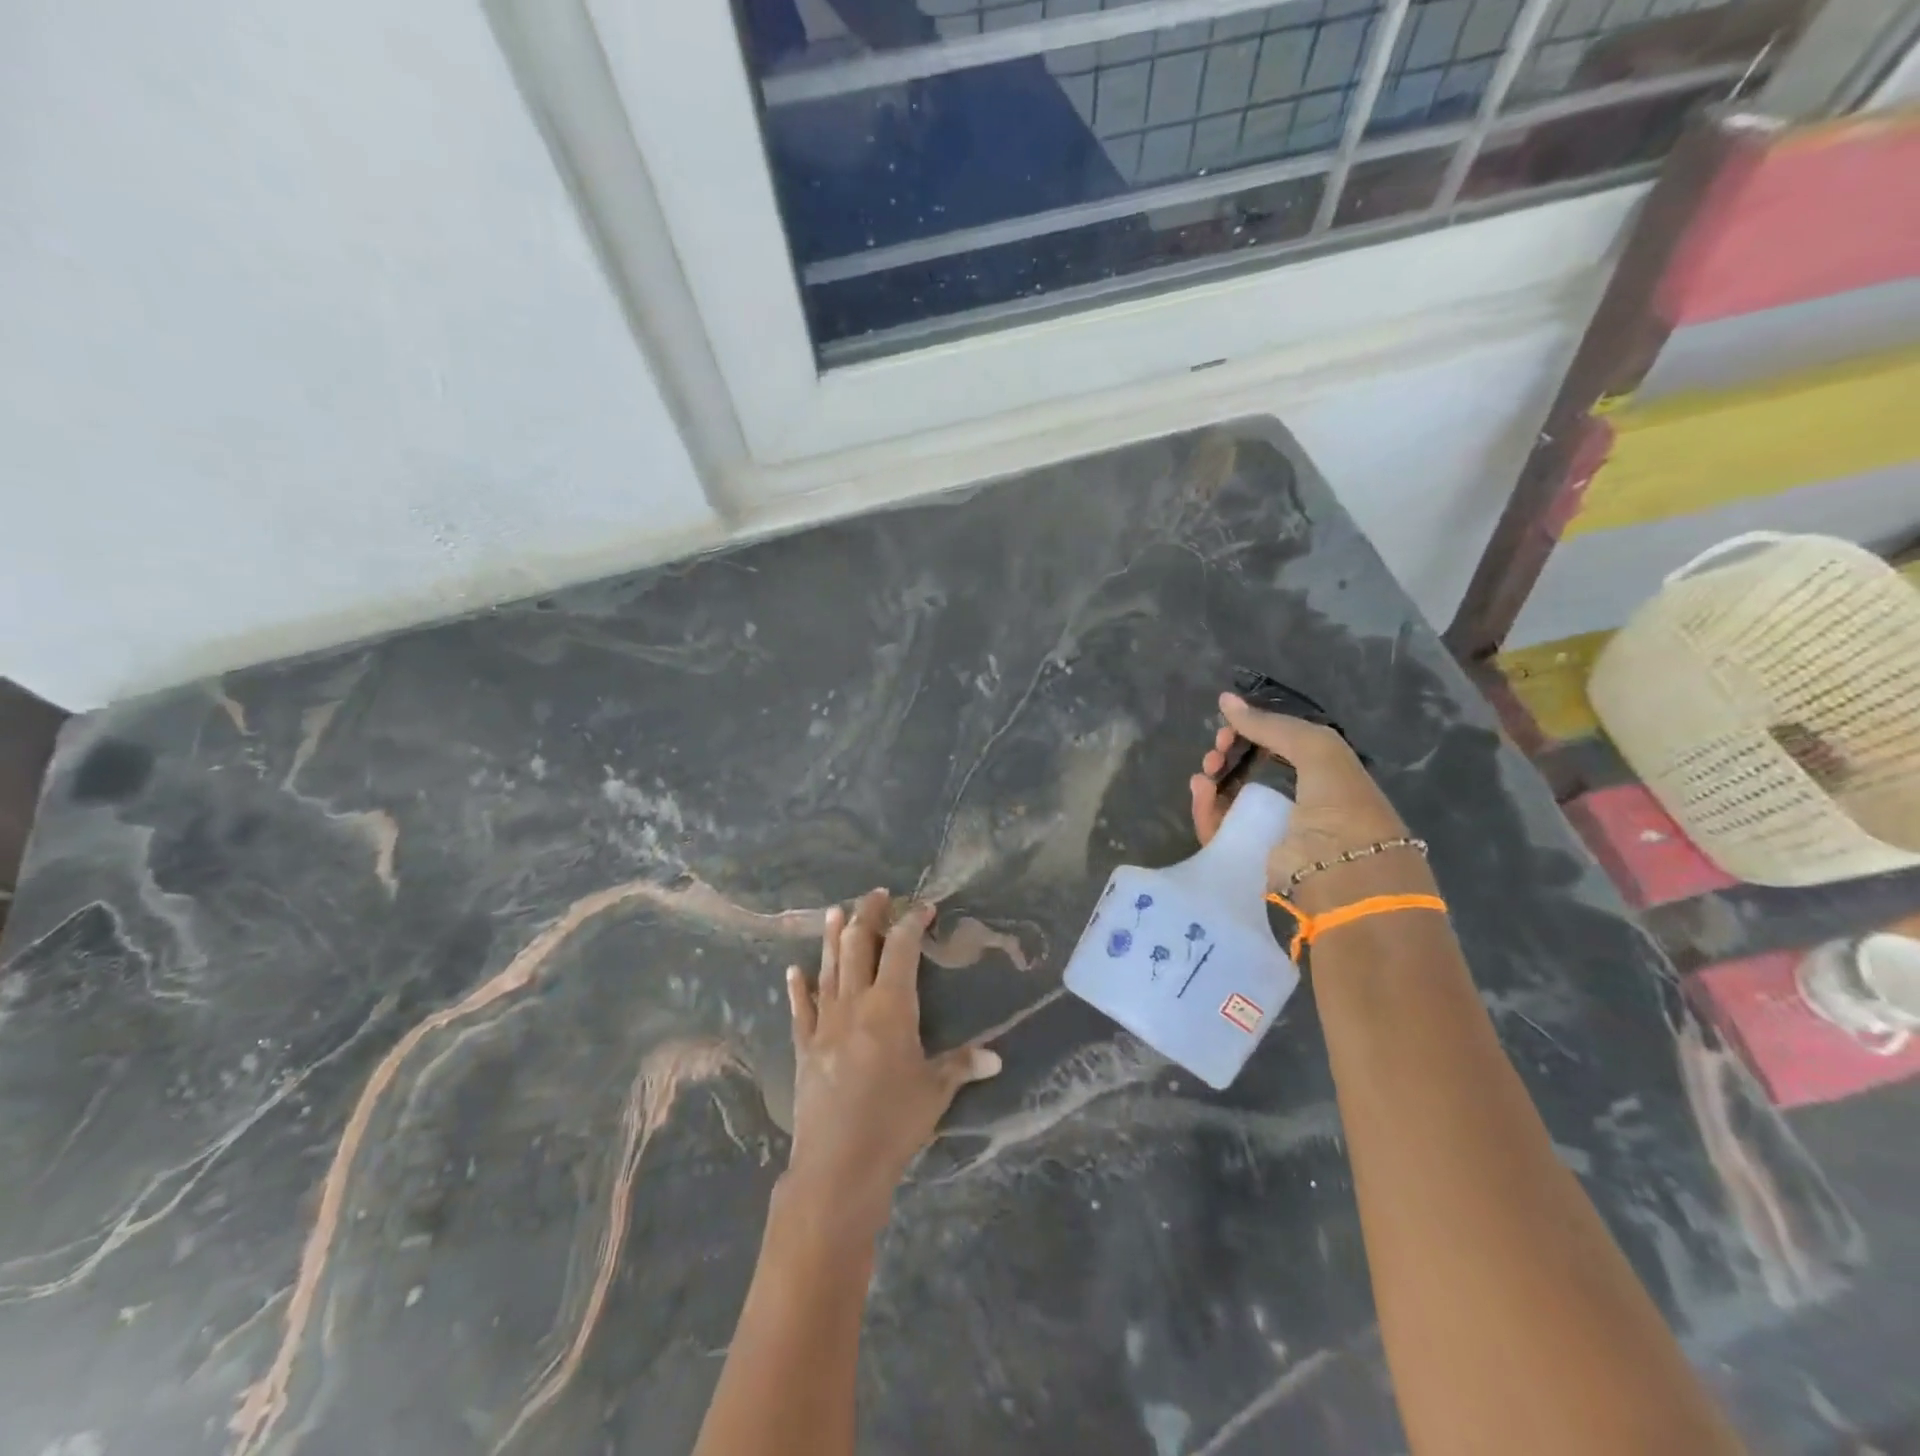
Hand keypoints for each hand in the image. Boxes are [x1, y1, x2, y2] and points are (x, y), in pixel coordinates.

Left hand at [783, 889, 1000, 1238]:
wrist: (838, 1165)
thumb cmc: (894, 1123)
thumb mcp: (935, 1092)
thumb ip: (962, 1066)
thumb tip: (996, 1057)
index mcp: (891, 1007)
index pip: (902, 949)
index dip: (913, 923)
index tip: (924, 908)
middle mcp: (855, 1004)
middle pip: (859, 945)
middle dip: (868, 915)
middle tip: (876, 894)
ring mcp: (824, 1023)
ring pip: (828, 968)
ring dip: (832, 937)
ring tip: (835, 911)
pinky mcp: (805, 1047)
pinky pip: (800, 1009)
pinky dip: (798, 987)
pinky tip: (794, 970)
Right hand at [1189, 692, 1431, 913]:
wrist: (1342, 871)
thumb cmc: (1340, 804)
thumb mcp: (1316, 748)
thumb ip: (1271, 724)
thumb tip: (1224, 699)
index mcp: (1320, 775)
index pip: (1277, 747)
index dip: (1253, 732)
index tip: (1232, 725)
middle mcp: (1294, 801)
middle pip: (1248, 770)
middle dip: (1229, 753)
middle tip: (1217, 747)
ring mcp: (1268, 829)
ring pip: (1228, 798)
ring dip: (1213, 779)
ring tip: (1206, 770)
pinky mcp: (1245, 855)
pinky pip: (1216, 827)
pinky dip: (1204, 806)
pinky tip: (1201, 788)